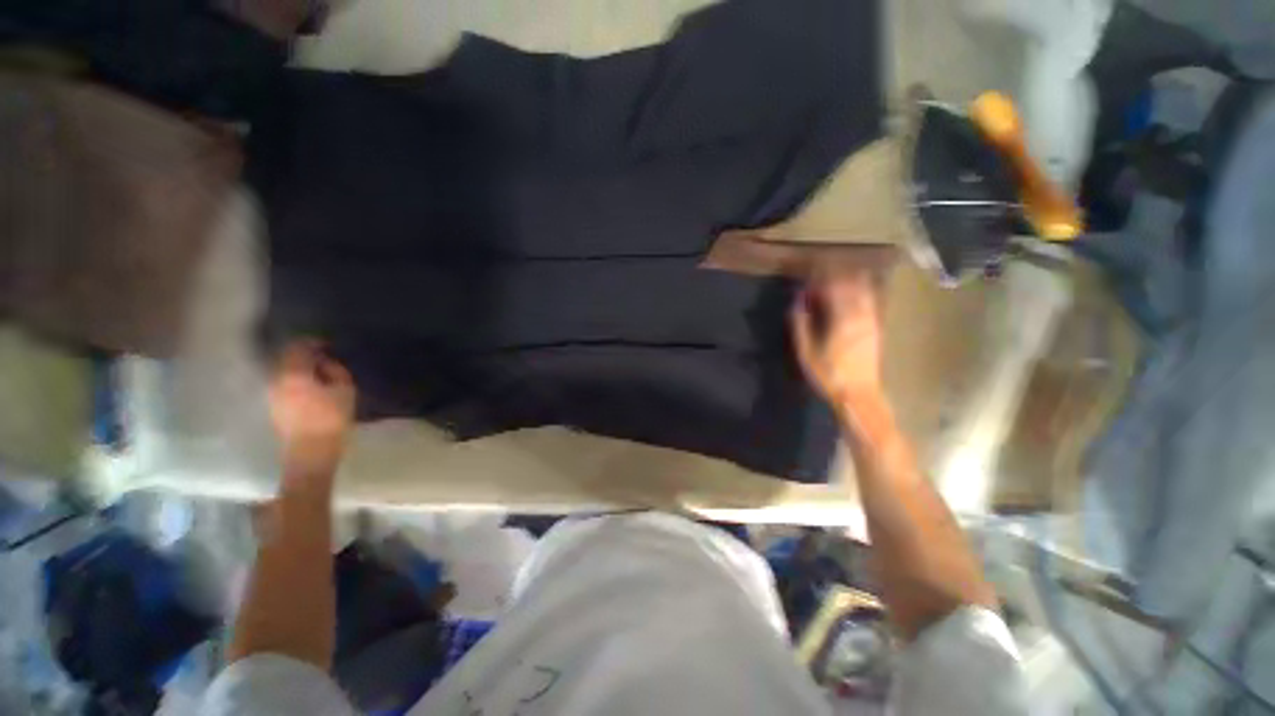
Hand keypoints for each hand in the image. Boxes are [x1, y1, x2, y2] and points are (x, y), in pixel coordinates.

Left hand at [269, 341, 355, 481]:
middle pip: (287, 360)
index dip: (312, 343)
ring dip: (299, 371)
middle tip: (324, 360)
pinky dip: (295, 383)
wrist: (311, 451)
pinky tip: (310, 390)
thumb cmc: (331, 418)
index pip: (297, 348)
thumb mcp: (344, 390)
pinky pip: (284, 386)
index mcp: (294, 374)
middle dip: (304, 357)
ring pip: (284, 374)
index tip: (326, 345)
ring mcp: (272, 395)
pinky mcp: (274, 407)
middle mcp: (277, 380)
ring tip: (318, 376)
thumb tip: (326, 363)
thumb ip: (336, 371)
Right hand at [790, 270, 885, 411]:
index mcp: (842, 319)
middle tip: (819, 271)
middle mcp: (861, 314)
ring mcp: (872, 319)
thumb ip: (801, 323)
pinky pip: (871, 299)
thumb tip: (797, 301)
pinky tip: (852, 291)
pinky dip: (860, 289)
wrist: (860, 394)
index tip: (807, 272)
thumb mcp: (806, 352)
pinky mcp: (876, 326)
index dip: (819, 276)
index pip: (831, 286)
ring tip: (835, 276)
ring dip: (849, 278)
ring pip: (863, 288)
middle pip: (850, 282)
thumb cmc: (828, 374)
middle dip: (834, 272)